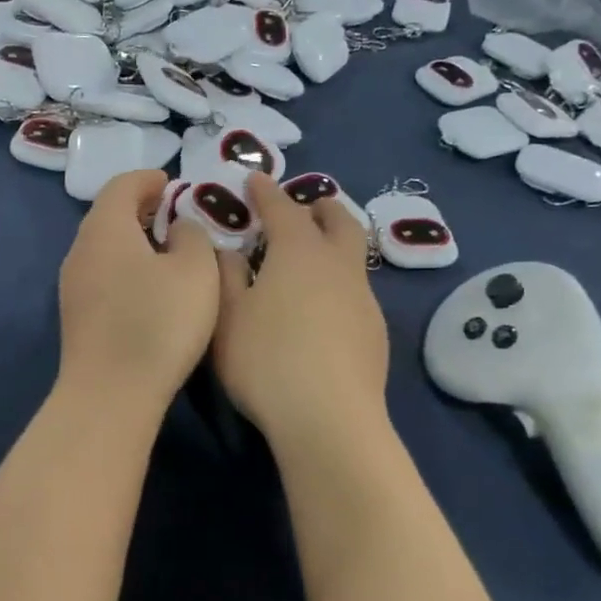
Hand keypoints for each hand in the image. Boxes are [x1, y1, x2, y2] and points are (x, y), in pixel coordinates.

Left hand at [58, 170, 218, 416]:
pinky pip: (102, 274)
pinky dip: (125, 267)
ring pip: (104, 247)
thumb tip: (177, 228)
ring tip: (166, 251)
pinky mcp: (77, 316)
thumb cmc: (159, 323)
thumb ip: (192, 235)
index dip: (148, 179)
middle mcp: (80, 250)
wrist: (111, 393)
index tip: (172, 183)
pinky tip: (149, 288)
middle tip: (173, 214)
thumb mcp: (196, 271)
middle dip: (140, 208)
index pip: (121, 185)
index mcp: (105, 228)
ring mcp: (73, 285)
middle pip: (108, 215)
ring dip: (133, 240)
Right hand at [214, 174, 389, 450]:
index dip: (266, 193)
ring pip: (352, 256)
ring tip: (313, 255)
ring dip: (334, 244)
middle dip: (320, 207)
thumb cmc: (266, 360)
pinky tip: (324, 307)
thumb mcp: (228, 316)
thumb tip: (227, 249)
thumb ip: (225, 275)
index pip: (282, 208)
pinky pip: (356, 289)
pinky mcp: (375, 332)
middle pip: (338, 221)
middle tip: (306, 206)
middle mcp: (338, 266)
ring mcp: (363, 299)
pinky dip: (339, 281)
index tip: (255, 181)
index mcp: (299, 252)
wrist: (329, 418)